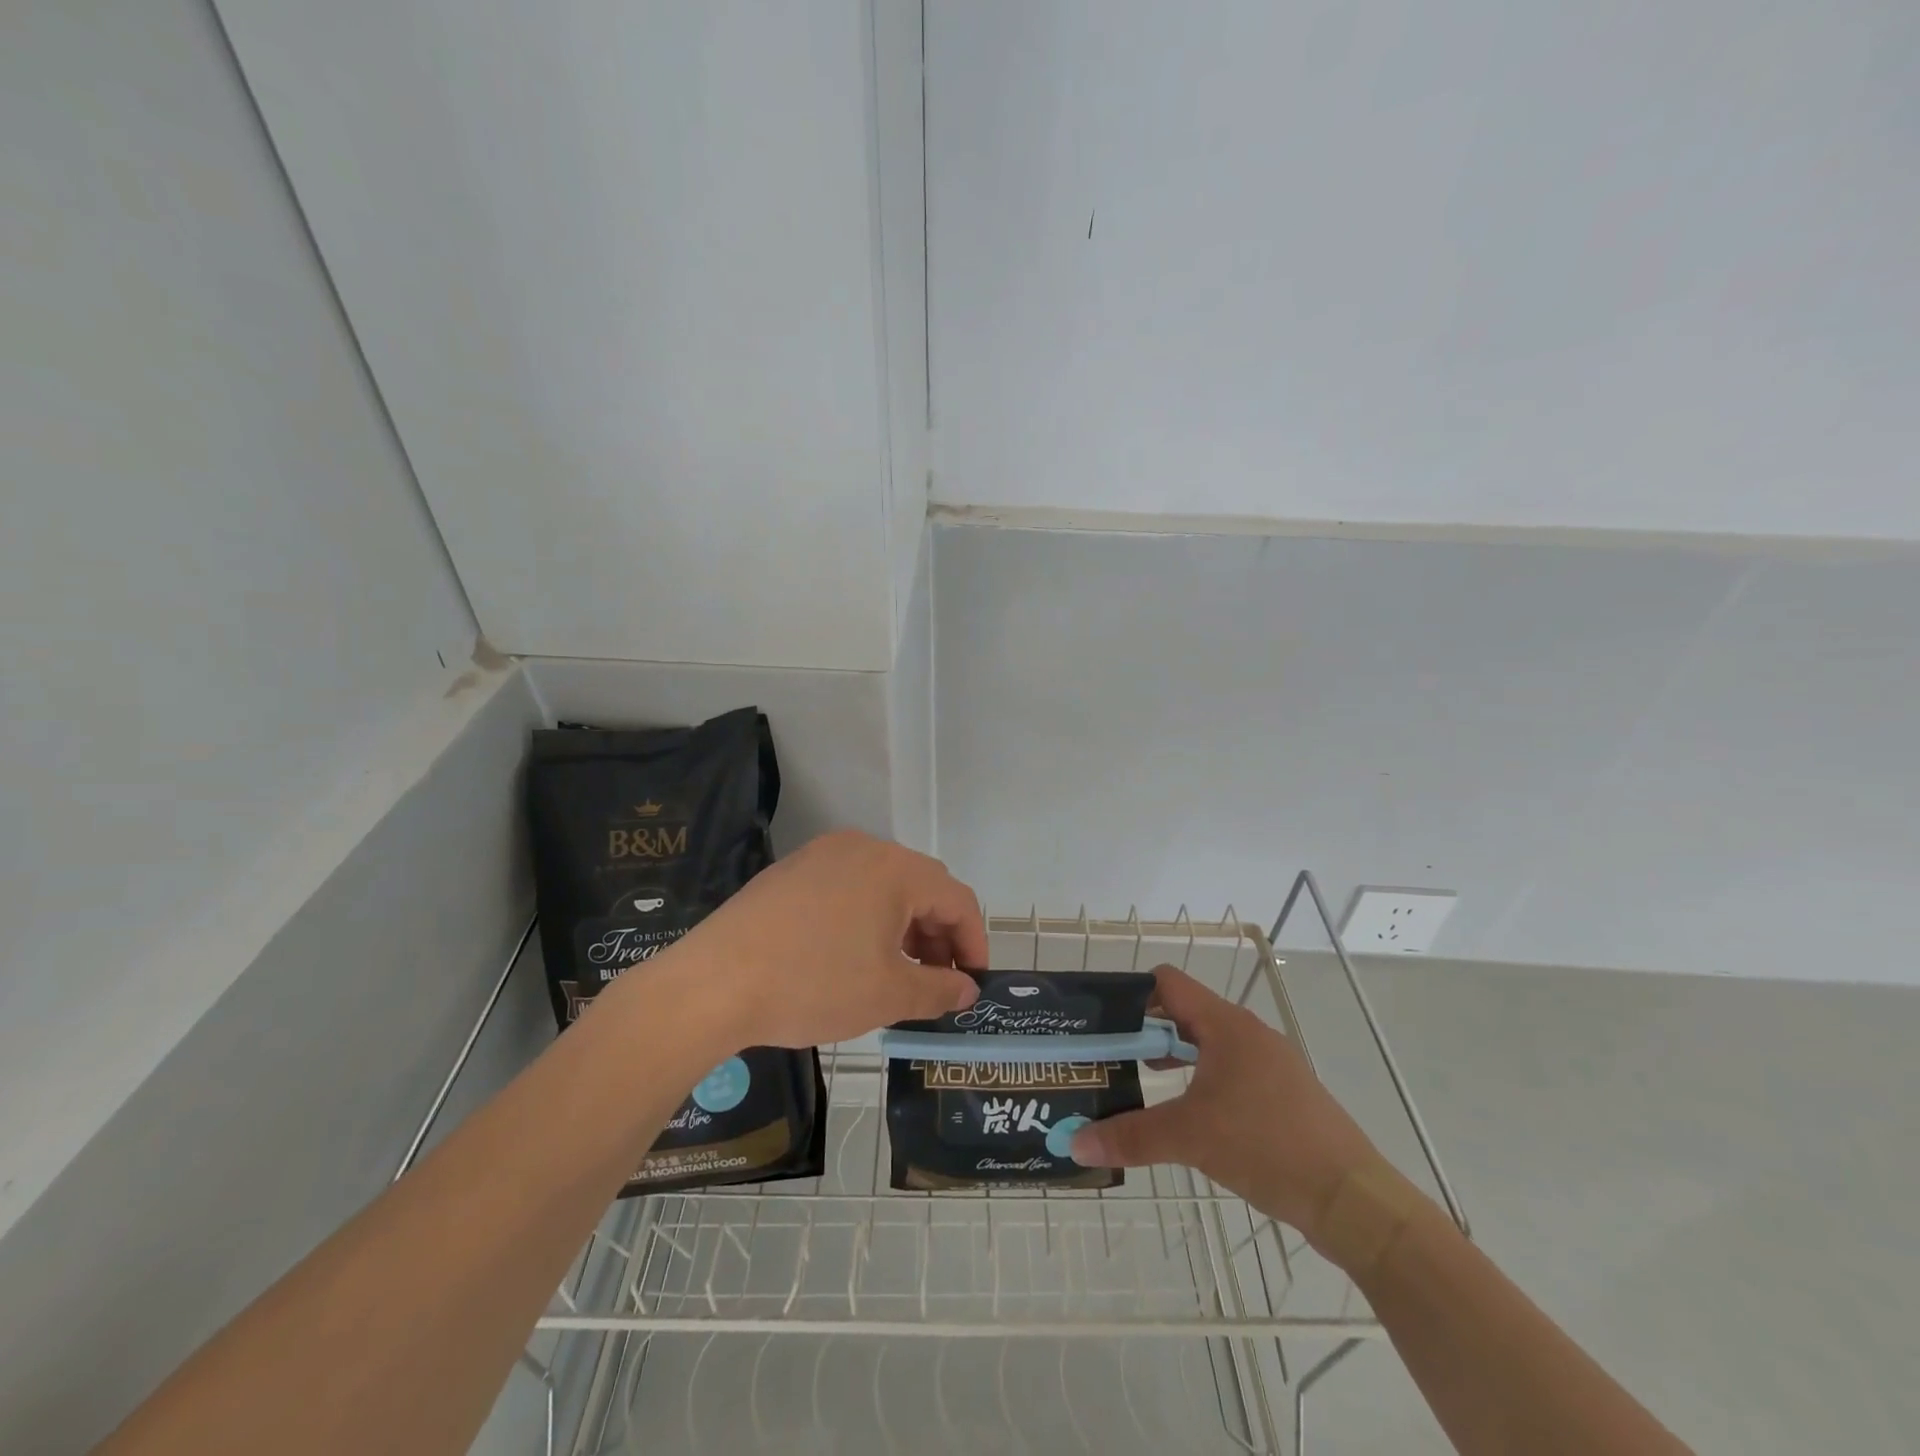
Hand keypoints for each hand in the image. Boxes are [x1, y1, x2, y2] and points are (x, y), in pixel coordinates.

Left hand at [651, 830, 983, 1050]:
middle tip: (936, 982)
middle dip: (938, 935)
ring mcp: (823, 854)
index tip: (973, 983)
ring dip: (903, 927)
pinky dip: (867, 918)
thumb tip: (966, 989)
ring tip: (896, 973)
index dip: (973, 942)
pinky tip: (853, 956)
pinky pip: (849, 887)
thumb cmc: (812, 984)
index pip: (957, 899)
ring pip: (884, 886)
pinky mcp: (792, 870)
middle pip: (922, 887)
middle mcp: (862, 848)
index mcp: (894, 868)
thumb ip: (938, 990)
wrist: (713, 983)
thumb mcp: (887, 995)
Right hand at [1069, 965, 1379, 1237]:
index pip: (1168, 983)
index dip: (1132, 993)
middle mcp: (1247, 1033)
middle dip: (1145, 1031)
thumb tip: (1076, 1142)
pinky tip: (1188, 1114)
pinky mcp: (1282, 1094)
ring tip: (1139, 1082)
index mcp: (1226, 1025)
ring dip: (1173, 1057)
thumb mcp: (1190, 1138)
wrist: (1352, 1199)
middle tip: (1110, 1056)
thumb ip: (1130, 1136)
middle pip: (1184, 1013)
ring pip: (1207, 1044)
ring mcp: (1269, 1063)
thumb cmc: (1267, 1146)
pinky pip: (1229, 1070)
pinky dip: (1200, 1080)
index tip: (1101, 1021)